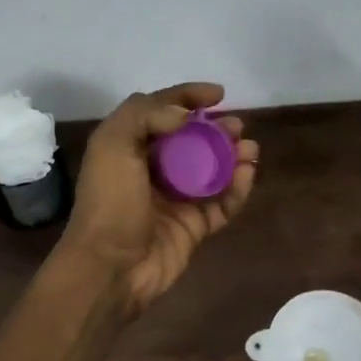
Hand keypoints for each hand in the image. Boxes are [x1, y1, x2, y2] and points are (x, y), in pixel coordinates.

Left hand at [58, 82, 258, 318]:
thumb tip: (184, 115)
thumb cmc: (110, 203)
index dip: (188, 97)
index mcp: (128, 147)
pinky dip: (237, 187)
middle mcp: (152, 170)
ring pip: (211, 170)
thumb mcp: (113, 144)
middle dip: (216, 129)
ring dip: (232, 155)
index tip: (218, 94)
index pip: (161, 111)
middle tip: (236, 126)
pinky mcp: (194, 226)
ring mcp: (175, 200)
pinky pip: (222, 202)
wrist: (111, 267)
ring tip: (250, 148)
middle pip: (191, 140)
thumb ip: (145, 115)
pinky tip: (247, 172)